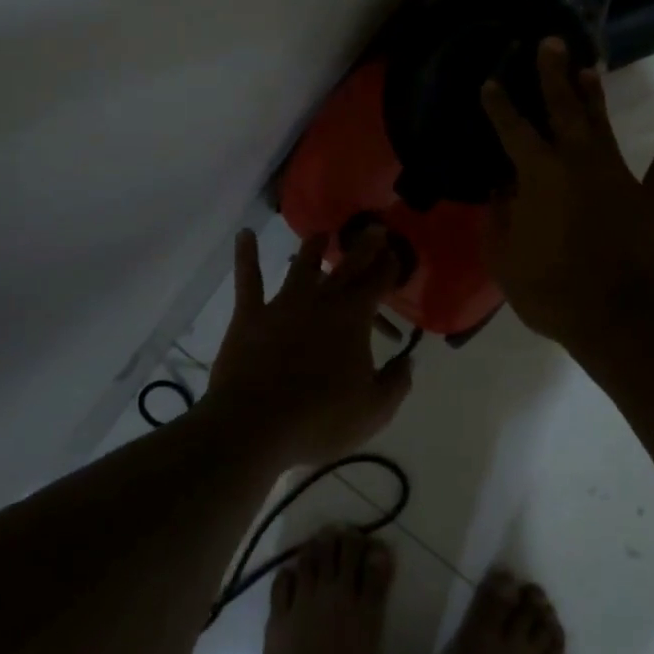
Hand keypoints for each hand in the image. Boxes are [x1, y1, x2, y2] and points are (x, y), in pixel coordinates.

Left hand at [206, 227, 410, 467]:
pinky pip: (248, 279)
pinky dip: (246, 255)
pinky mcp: (250, 315)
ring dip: (314, 247)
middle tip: (374, 228)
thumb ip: (396, 383)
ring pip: (301, 266)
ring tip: (322, 234)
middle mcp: (320, 301)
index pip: (377, 283)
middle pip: (346, 267)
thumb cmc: (320, 420)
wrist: (255, 425)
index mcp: (353, 319)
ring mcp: (282, 304)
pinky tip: (244, 235)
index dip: (389, 267)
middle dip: (363, 247)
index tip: (396, 253)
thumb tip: (409, 361)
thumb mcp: (373, 410)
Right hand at [481, 37, 653, 363]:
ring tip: (589, 68)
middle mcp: (578, 163)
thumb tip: (502, 191)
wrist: (622, 320)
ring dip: (594, 97)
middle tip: (549, 43)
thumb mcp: (505, 261)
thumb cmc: (553, 292)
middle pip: (563, 110)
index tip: (491, 82)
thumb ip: (499, 220)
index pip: (512, 130)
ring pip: (603, 128)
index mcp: (539, 175)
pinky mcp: (652, 200)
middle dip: (553, 75)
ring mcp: (619, 178)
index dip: (499, 105)